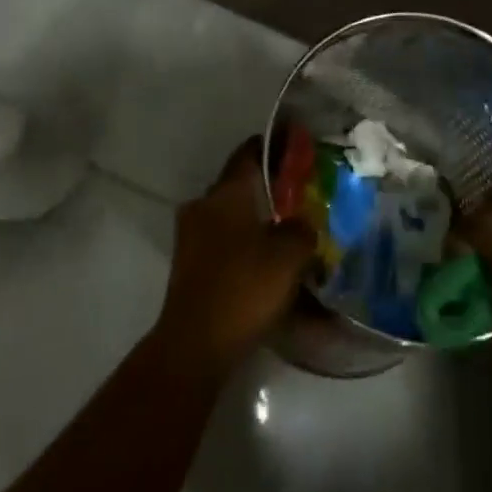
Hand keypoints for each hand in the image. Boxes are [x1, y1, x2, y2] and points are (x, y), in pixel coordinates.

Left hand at [154, 138, 316, 371]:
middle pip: (241, 184)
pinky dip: (245, 246)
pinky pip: (224, 243)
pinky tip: (267, 263)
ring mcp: (191, 236)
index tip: (299, 145)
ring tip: (287, 232)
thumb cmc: (245, 287)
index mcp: (227, 191)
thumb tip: (301, 224)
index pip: (251, 151)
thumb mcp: (290, 254)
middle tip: (300, 194)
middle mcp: (205, 204)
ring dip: (257, 220)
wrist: (195, 346)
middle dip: (269, 187)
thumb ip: (302, 230)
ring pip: (232, 215)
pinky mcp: (189, 266)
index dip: (276, 145)